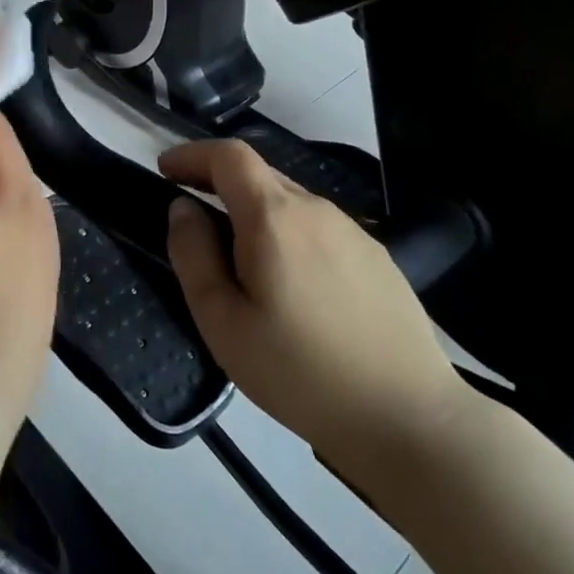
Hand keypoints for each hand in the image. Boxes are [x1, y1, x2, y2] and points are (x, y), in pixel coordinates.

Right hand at [160, 140, 465, 487]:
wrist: (408, 418)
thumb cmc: (299, 371)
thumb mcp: (222, 321)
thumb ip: (193, 254)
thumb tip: (183, 208)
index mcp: (274, 216)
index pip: (229, 155)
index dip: (192, 155)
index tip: (165, 172)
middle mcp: (316, 209)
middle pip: (259, 175)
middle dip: (218, 183)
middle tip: (192, 218)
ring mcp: (353, 232)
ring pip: (290, 203)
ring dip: (254, 213)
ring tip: (240, 262)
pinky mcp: (377, 259)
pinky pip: (318, 229)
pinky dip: (288, 235)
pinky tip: (292, 287)